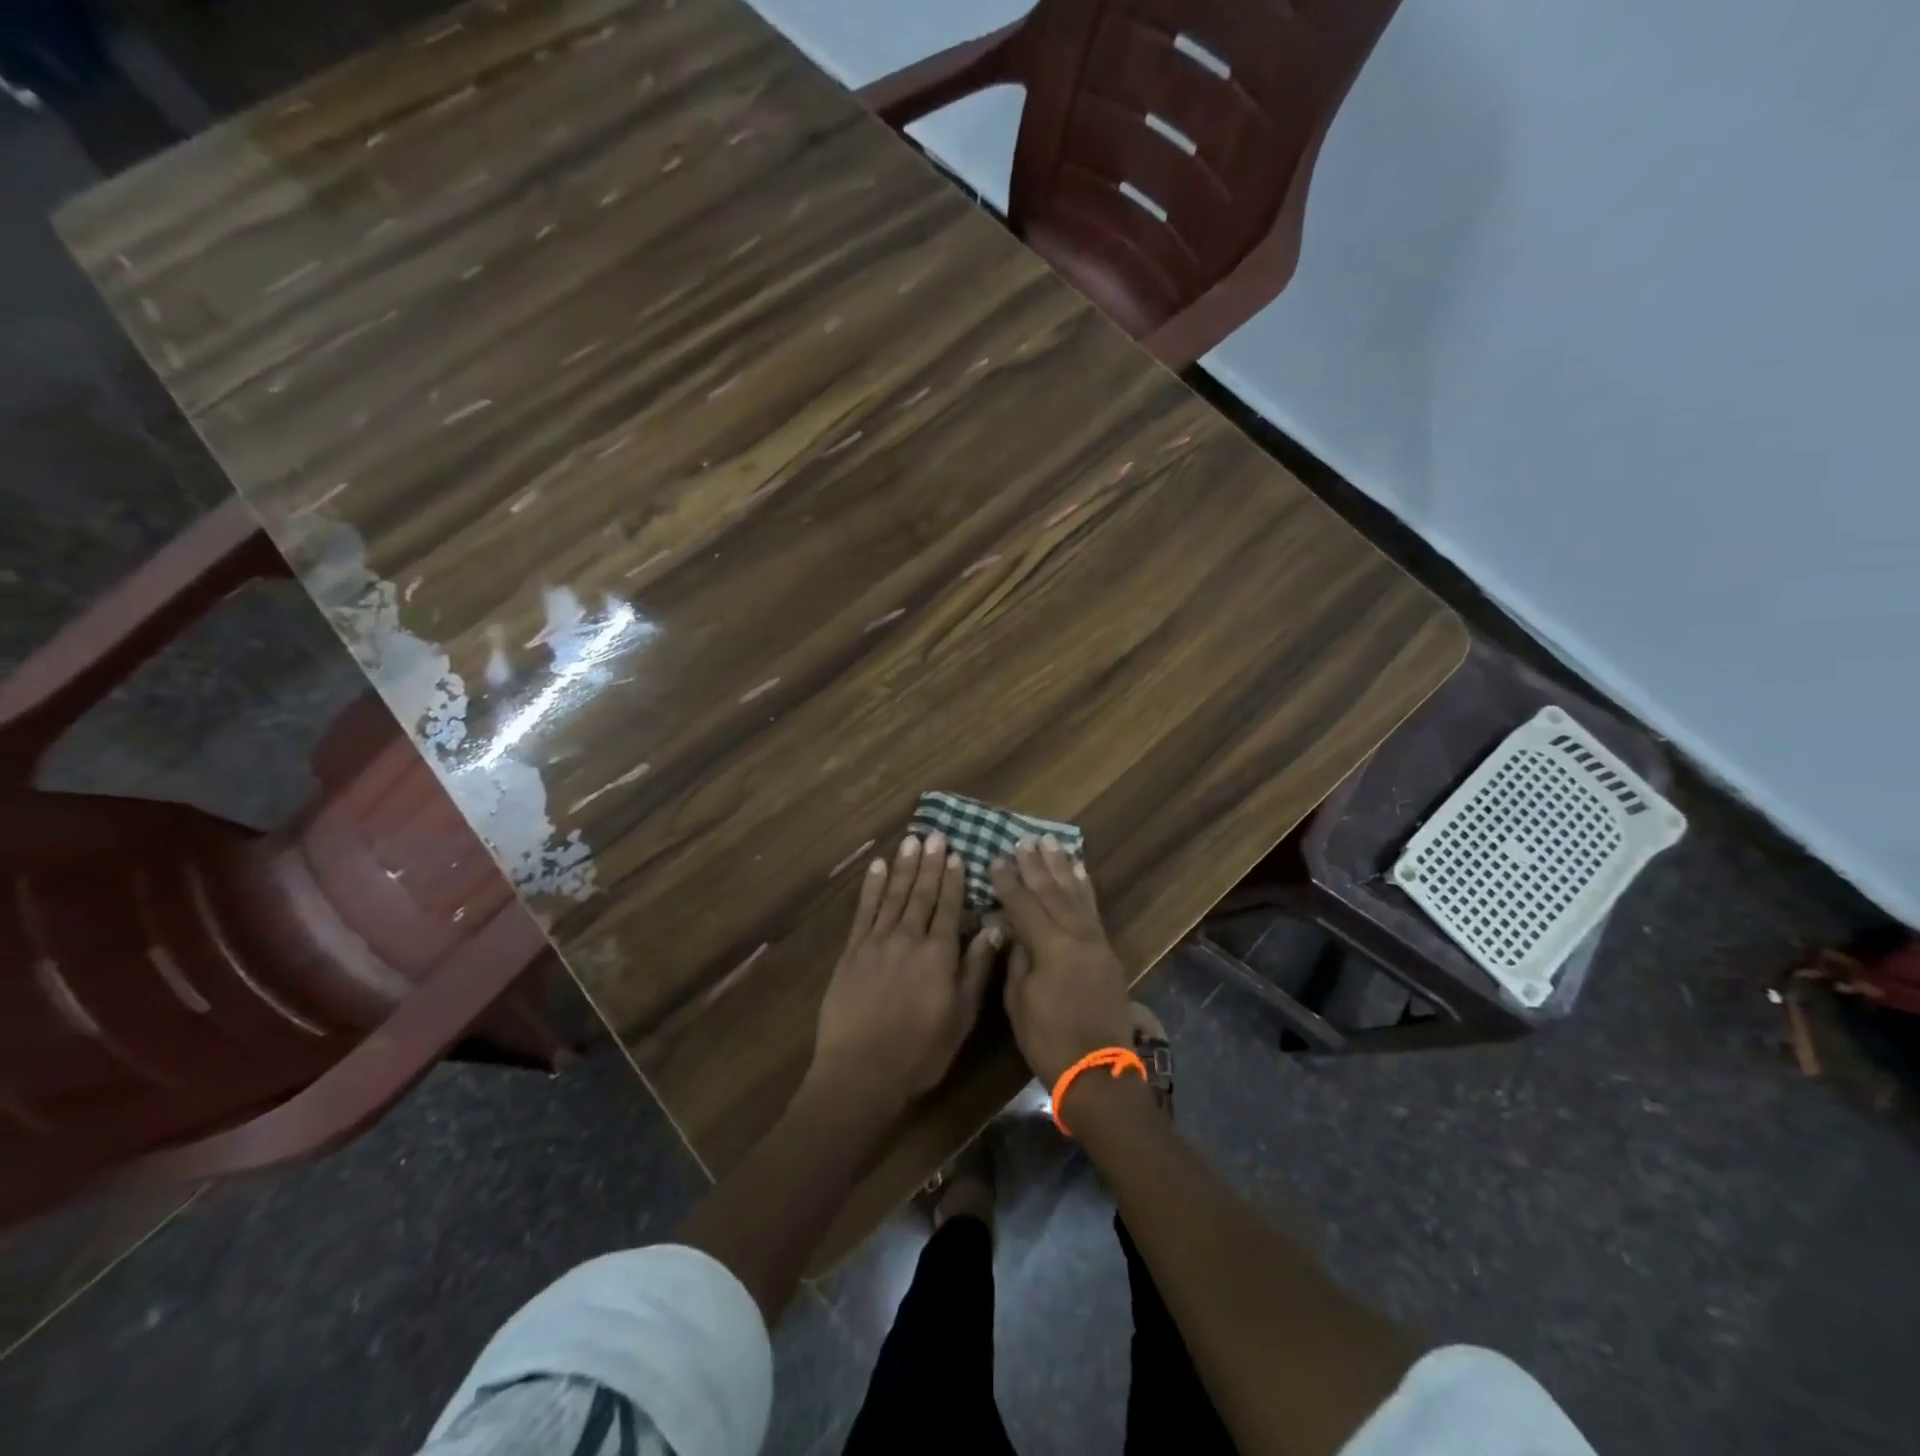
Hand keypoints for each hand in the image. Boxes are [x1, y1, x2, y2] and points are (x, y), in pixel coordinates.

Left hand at [809, 832, 1001, 1105]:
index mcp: (939, 955)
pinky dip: (871, 887)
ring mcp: (877, 942)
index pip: (949, 908)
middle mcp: (909, 938)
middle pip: (922, 894)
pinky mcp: (852, 951)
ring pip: (894, 895)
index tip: (957, 855)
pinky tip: (877, 867)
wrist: (860, 1071)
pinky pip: (864, 911)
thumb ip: (976, 970)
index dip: (954, 880)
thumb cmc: (919, 1052)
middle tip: (935, 835)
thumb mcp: (960, 1018)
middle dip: (930, 864)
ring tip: (911, 841)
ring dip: (904, 867)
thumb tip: (995, 929)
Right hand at [991, 836, 1135, 1085]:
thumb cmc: (1048, 1040)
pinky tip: (1079, 870)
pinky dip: (1085, 886)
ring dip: (1061, 867)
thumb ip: (1016, 958)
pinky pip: (1094, 908)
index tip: (994, 859)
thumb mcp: (1018, 1001)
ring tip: (1050, 842)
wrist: (1098, 1070)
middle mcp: (1076, 935)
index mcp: (1050, 946)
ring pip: (1075, 894)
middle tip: (1022, 841)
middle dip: (1034, 865)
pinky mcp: (1106, 950)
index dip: (1007, 881)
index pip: (1023, 904)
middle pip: (1051, 892)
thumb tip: (1010, 928)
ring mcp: (1095, 940)